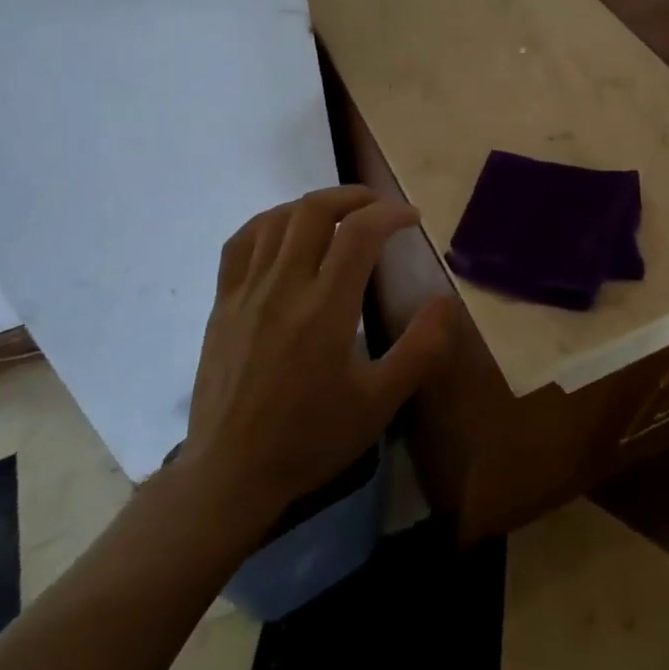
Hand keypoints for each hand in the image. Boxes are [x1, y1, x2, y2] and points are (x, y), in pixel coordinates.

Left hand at [180, 186, 453, 533]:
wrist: (231, 473)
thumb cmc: (311, 438)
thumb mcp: (379, 403)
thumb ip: (419, 350)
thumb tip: (446, 302)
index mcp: (325, 310)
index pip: (359, 233)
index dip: (390, 214)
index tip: (411, 219)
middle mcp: (284, 288)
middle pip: (314, 211)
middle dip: (352, 196)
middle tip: (378, 206)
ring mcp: (246, 292)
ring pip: (277, 219)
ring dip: (313, 205)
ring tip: (338, 214)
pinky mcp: (221, 302)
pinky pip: (240, 242)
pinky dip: (268, 223)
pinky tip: (284, 230)